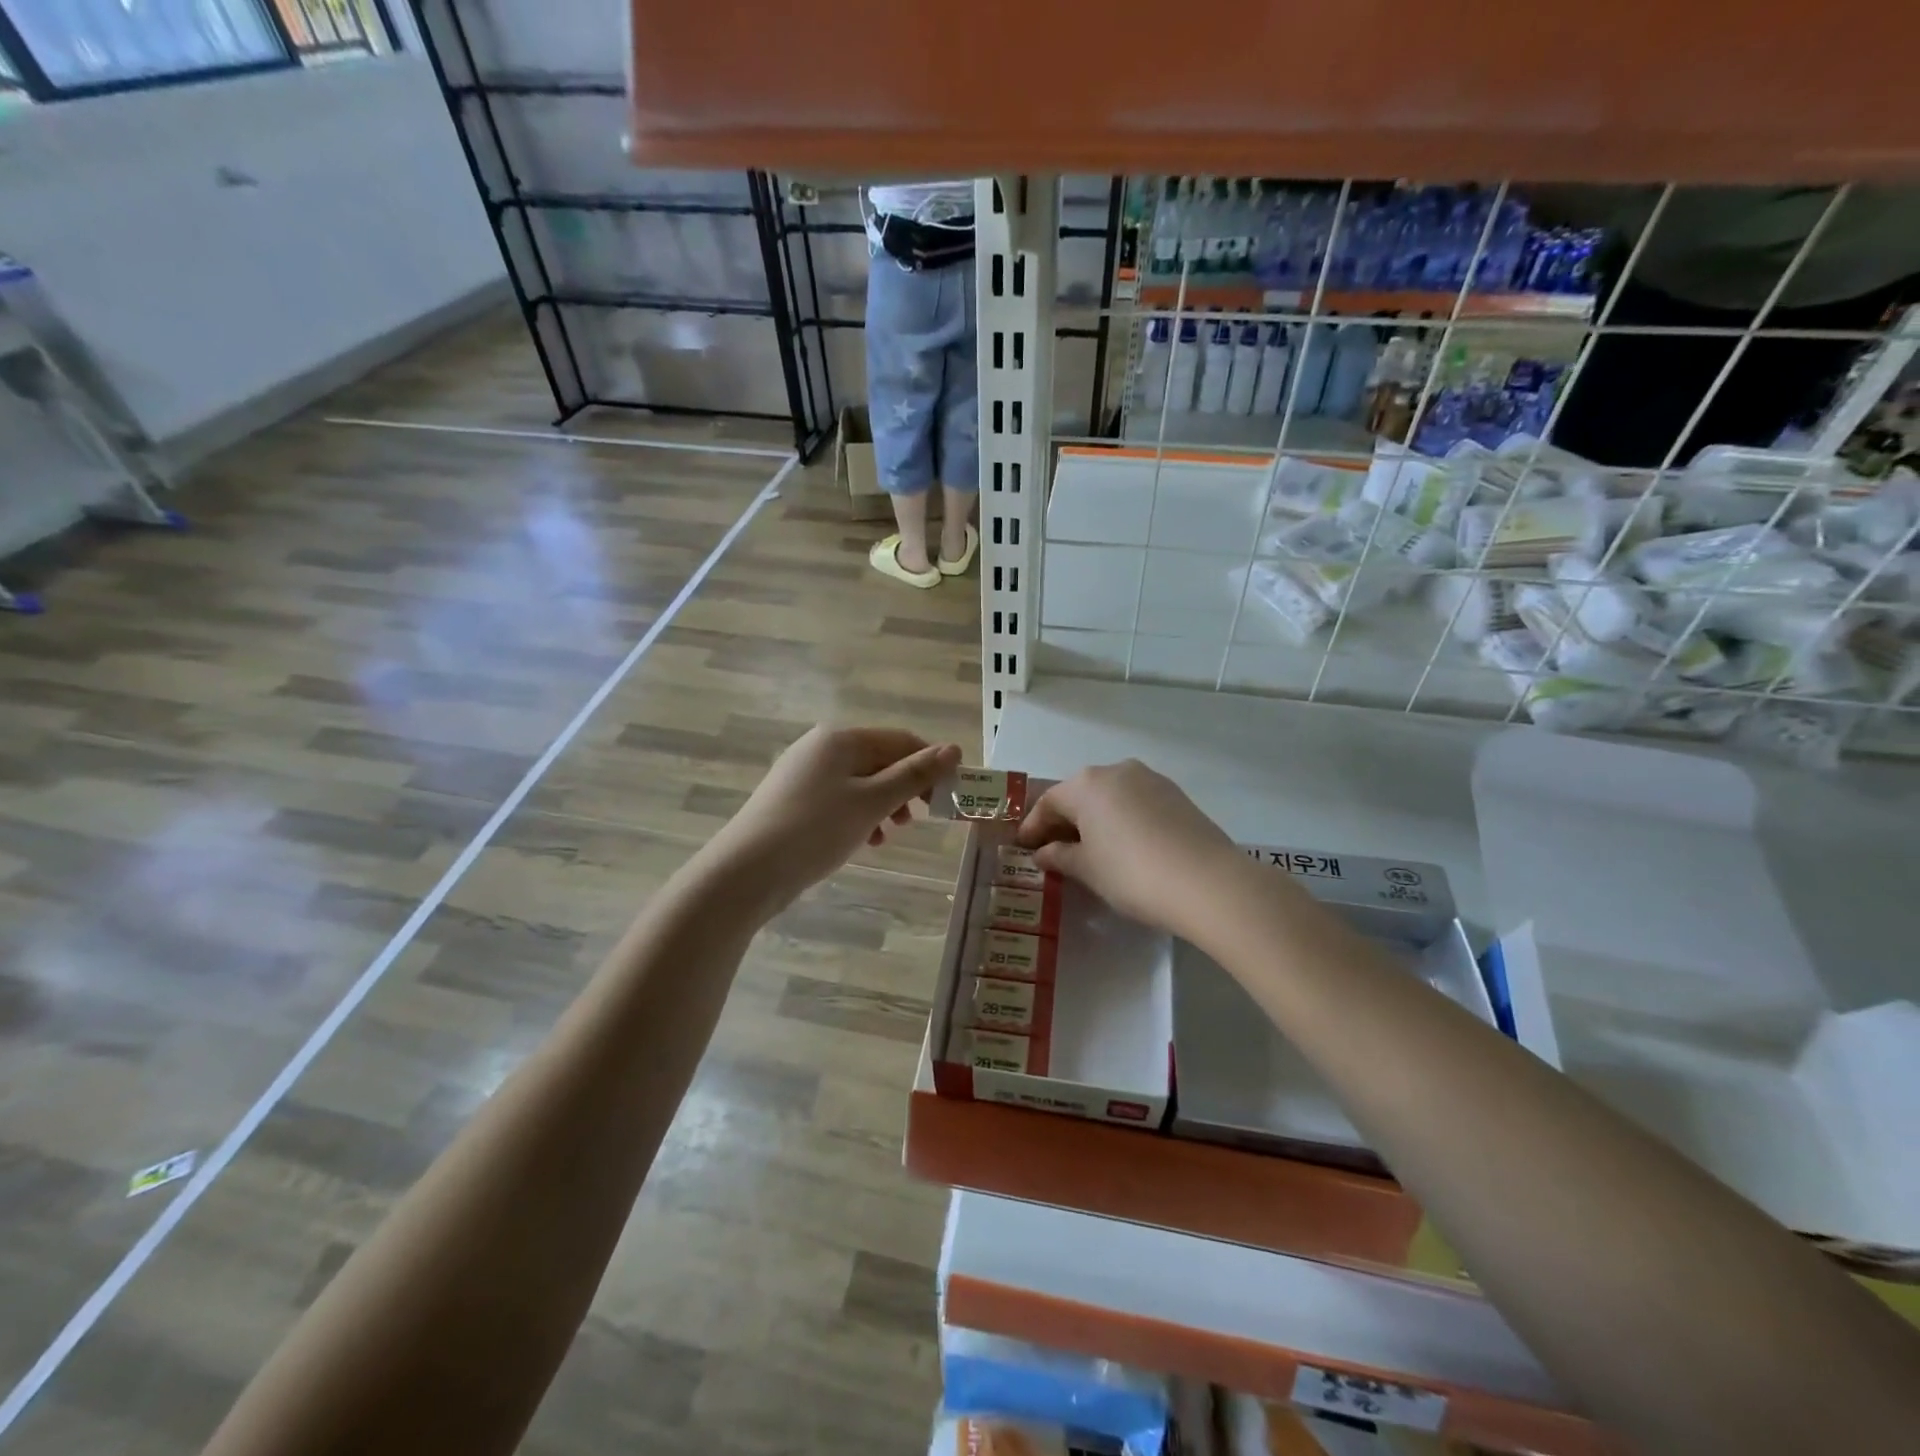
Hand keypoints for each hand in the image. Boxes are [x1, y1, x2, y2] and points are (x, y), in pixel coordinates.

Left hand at [705, 725, 961, 913]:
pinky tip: (865, 842)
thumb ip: (914, 775)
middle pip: (880, 759)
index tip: (949, 796)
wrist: (746, 872)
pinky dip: (859, 816)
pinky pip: (839, 800)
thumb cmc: (815, 830)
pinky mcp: (793, 800)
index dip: (930, 764)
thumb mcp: (872, 802)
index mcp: (841, 738)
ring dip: (884, 805)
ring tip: (892, 834)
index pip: (901, 740)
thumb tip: (954, 748)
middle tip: (921, 819)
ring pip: (860, 783)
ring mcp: (803, 774)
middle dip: (905, 788)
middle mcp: (821, 747)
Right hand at [1017, 760, 1237, 936]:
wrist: (1207, 882)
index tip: (1024, 848)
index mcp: (1087, 784)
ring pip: (1110, 797)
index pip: (1049, 802)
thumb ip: (1060, 856)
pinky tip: (1123, 846)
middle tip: (1053, 850)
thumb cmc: (1131, 873)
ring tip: (1089, 850)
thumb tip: (1043, 852)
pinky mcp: (1176, 795)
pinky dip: (1121, 820)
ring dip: (1094, 820)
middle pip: (1079, 795)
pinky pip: (1135, 803)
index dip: (1033, 826)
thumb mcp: (1087, 869)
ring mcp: (1151, 780)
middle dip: (1064, 821)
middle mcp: (1117, 771)